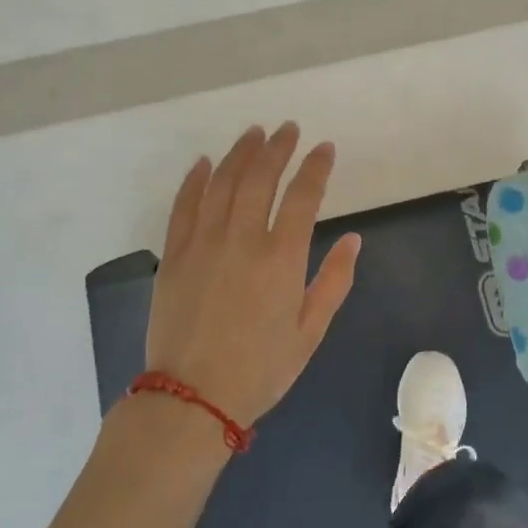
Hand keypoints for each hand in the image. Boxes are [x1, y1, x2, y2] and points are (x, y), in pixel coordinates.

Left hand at [144, 124, 360, 429]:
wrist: (192, 398)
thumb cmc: (260, 369)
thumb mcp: (310, 332)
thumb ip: (333, 282)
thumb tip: (354, 239)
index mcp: (281, 259)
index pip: (304, 196)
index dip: (316, 167)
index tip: (324, 148)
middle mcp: (242, 240)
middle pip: (260, 178)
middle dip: (278, 148)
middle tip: (288, 129)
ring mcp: (203, 243)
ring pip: (222, 182)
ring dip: (240, 153)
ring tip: (254, 133)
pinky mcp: (174, 254)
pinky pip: (184, 205)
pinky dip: (196, 179)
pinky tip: (205, 162)